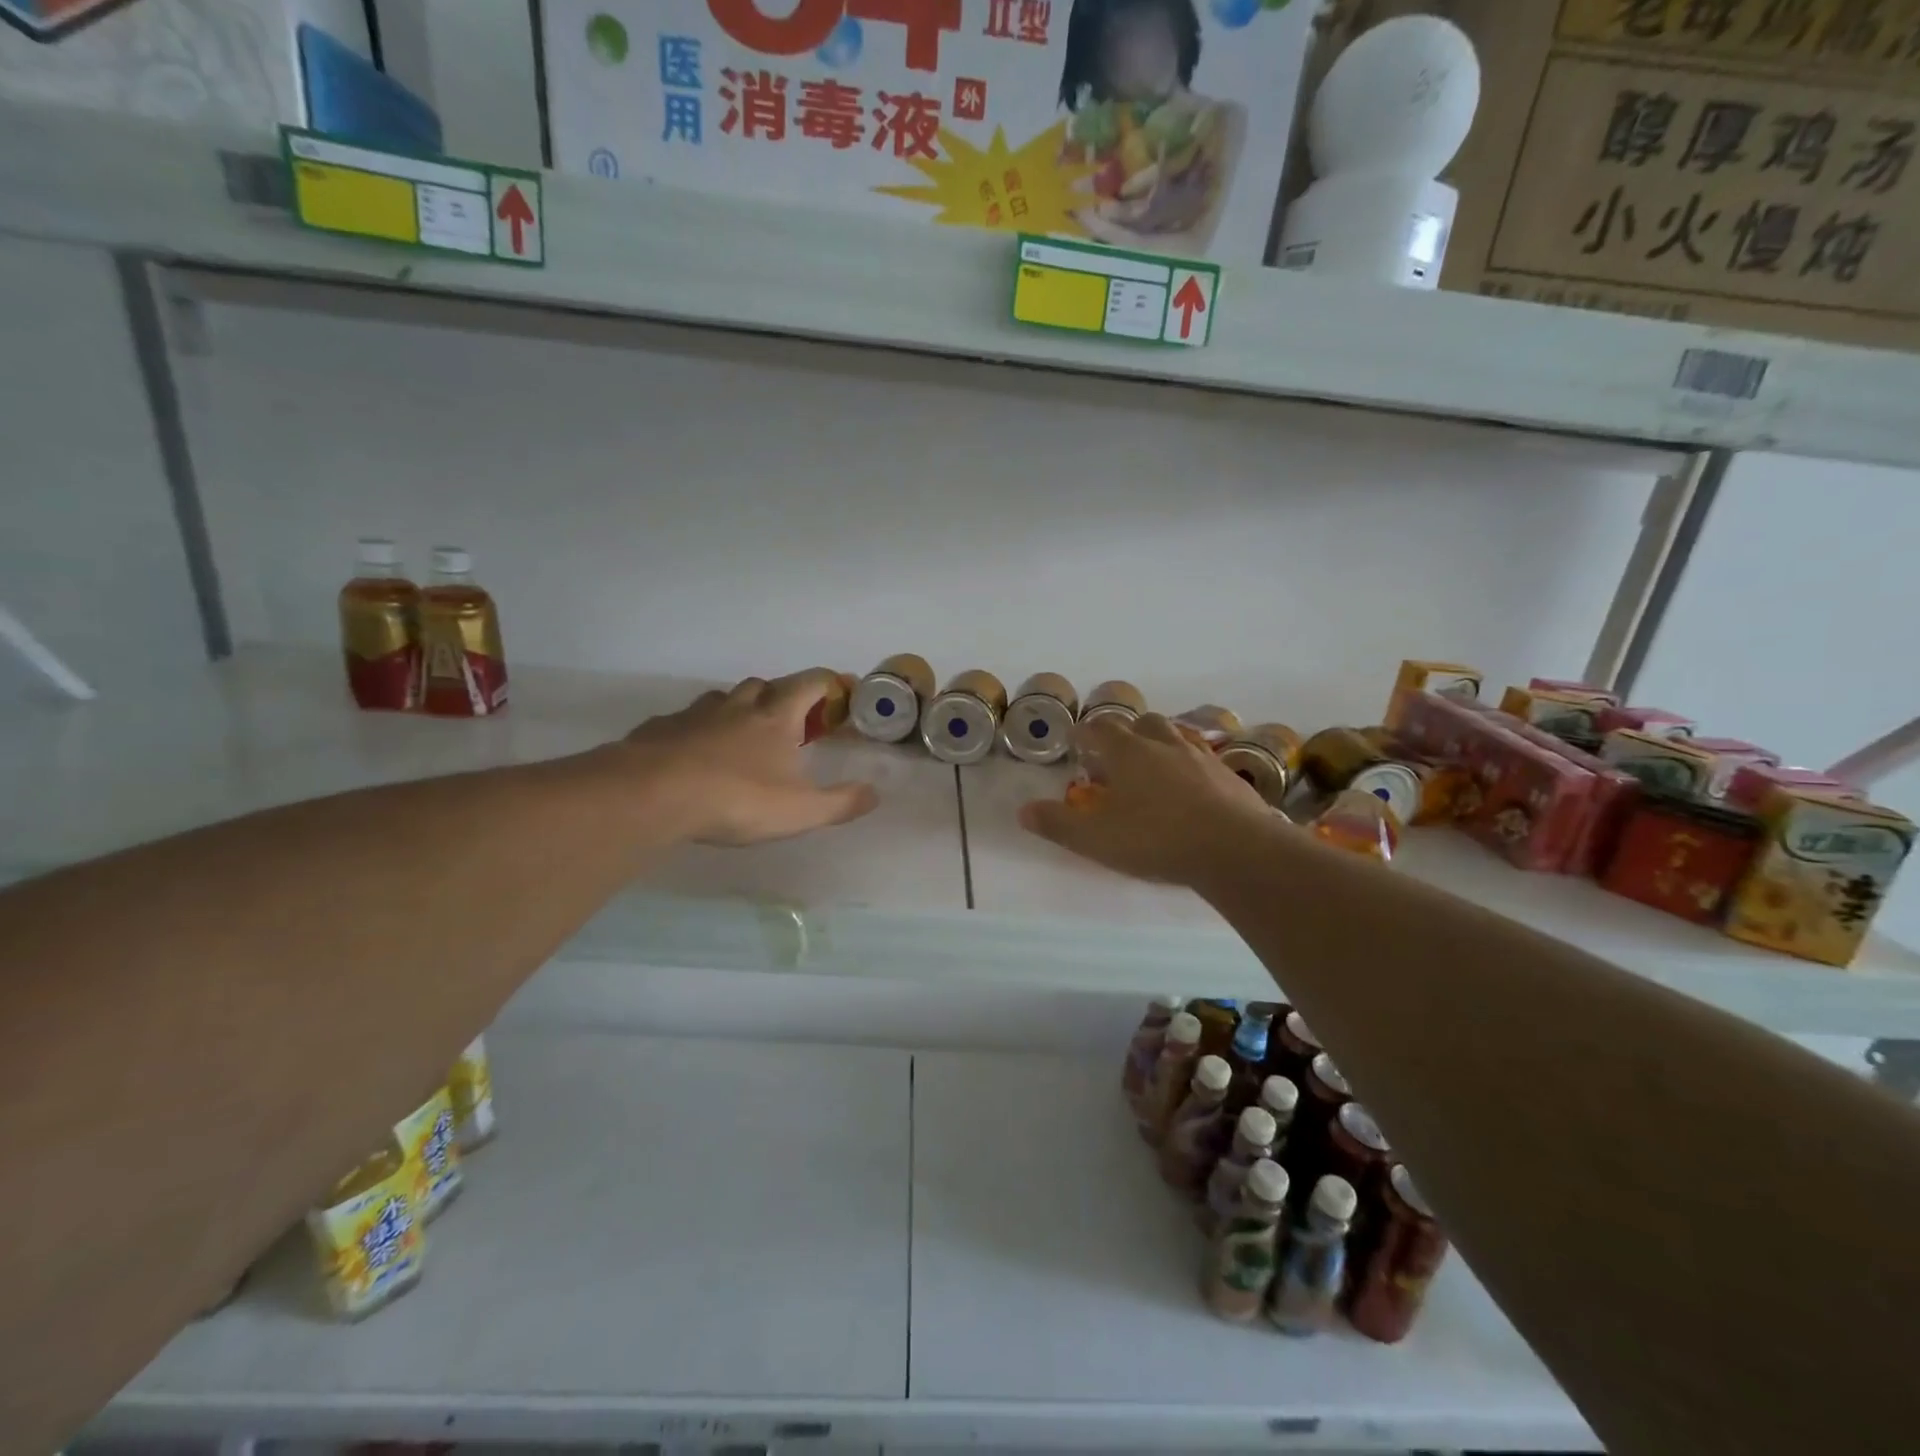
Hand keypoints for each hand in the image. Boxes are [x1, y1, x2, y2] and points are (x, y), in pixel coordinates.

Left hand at [624, 672, 878, 845]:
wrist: (653, 795)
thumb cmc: (736, 798)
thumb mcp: (800, 811)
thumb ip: (841, 803)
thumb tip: (875, 793)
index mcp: (776, 718)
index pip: (809, 684)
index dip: (828, 684)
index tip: (840, 691)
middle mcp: (737, 707)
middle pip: (764, 685)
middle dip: (780, 696)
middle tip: (788, 721)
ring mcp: (695, 715)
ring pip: (722, 699)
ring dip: (738, 709)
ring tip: (742, 736)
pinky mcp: (660, 730)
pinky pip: (685, 722)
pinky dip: (698, 730)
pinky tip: (694, 755)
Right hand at [1018, 713, 1277, 885]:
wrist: (1235, 848)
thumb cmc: (1156, 838)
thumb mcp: (1096, 838)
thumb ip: (1058, 823)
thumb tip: (1023, 811)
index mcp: (1128, 752)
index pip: (1099, 729)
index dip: (1085, 733)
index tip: (1076, 742)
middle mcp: (1164, 744)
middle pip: (1142, 722)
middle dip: (1126, 733)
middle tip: (1117, 755)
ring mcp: (1201, 757)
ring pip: (1177, 736)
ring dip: (1161, 744)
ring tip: (1154, 767)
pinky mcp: (1230, 776)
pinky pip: (1205, 760)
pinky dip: (1191, 767)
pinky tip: (1192, 790)